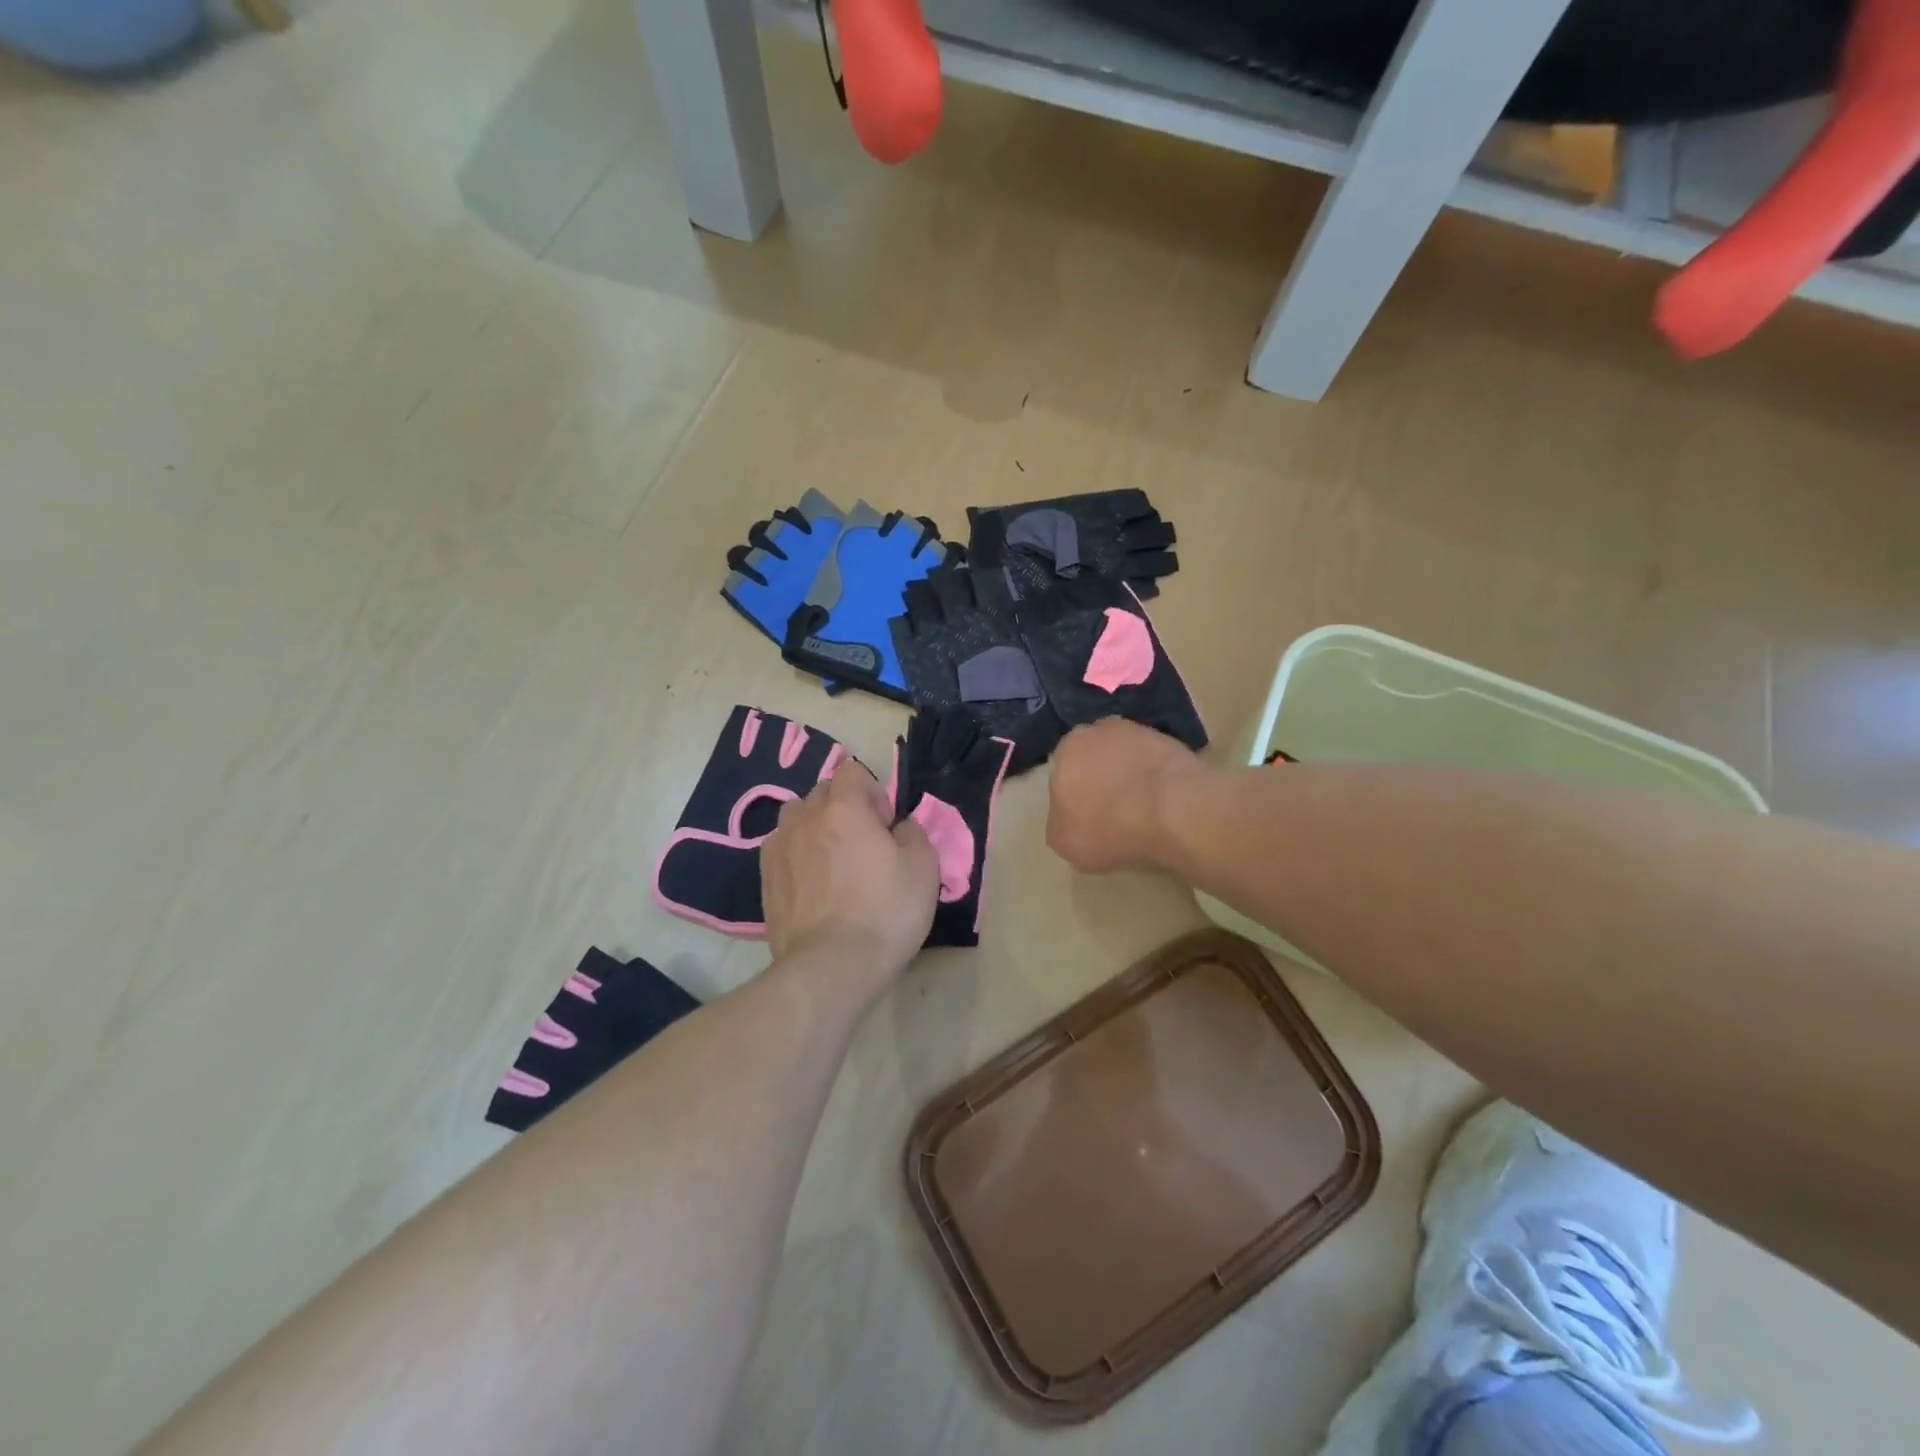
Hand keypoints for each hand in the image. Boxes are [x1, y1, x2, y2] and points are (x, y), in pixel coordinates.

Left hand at [762, 757, 938, 985]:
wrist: (832, 966)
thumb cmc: (885, 912)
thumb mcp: (924, 869)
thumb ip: (914, 833)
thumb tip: (900, 827)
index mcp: (844, 808)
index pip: (851, 770)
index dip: (873, 792)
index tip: (885, 825)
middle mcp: (806, 818)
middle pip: (823, 792)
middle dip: (844, 807)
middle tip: (864, 844)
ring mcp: (779, 847)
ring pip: (796, 817)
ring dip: (815, 826)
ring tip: (832, 860)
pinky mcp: (765, 879)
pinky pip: (781, 848)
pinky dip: (796, 853)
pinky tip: (811, 883)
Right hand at [1046, 719, 1208, 873]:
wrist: (1174, 811)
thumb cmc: (1108, 826)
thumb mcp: (1064, 842)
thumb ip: (1059, 823)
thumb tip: (1067, 817)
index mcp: (1067, 748)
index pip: (1064, 771)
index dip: (1075, 795)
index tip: (1088, 817)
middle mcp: (1100, 730)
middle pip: (1096, 757)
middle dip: (1102, 778)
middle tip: (1115, 811)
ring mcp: (1141, 732)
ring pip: (1128, 756)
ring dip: (1132, 775)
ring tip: (1144, 809)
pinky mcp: (1175, 741)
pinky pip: (1157, 763)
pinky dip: (1159, 778)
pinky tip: (1165, 803)